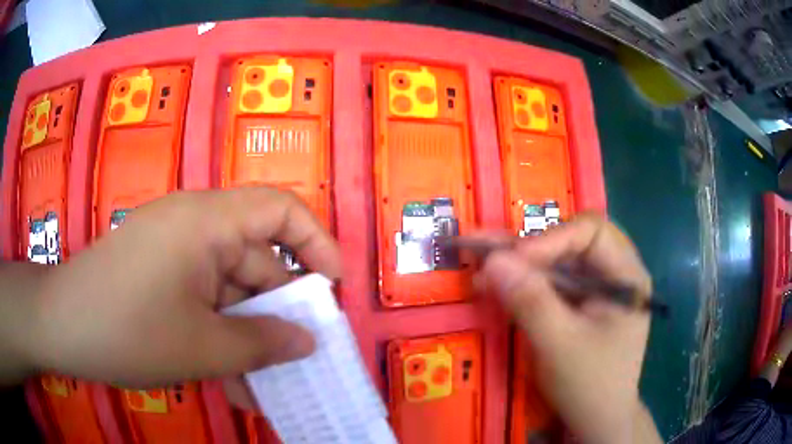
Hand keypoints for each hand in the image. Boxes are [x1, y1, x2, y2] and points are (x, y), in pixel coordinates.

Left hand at [22, 187, 340, 386]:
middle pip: (256, 259)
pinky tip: (230, 380)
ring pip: (229, 291)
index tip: (332, 289)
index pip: (279, 209)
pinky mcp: (161, 274)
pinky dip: (220, 337)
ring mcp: (175, 251)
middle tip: (300, 360)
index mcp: (206, 221)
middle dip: (279, 312)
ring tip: (264, 386)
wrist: (62, 327)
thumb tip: (308, 343)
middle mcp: (194, 226)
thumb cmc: (127, 329)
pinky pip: (203, 301)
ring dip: (248, 338)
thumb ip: (262, 344)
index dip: (315, 243)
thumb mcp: (201, 346)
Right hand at [477, 214, 654, 443]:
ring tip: (483, 271)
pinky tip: (497, 287)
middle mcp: (615, 273)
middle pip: (572, 241)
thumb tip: (491, 260)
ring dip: (521, 265)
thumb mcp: (560, 345)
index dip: (551, 239)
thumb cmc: (590, 385)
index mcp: (627, 275)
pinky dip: (523, 284)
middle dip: (531, 249)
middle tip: (490, 260)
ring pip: (557, 260)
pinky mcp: (580, 303)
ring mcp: (597, 288)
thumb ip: (530, 301)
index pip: (592, 232)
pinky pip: (551, 282)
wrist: (597, 420)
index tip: (512, 261)